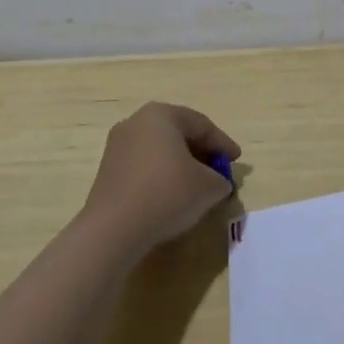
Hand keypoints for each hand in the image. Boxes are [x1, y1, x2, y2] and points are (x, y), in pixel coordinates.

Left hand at [82, 103, 239, 254]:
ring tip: (198, 185)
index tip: (236, 161)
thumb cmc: (167, 194)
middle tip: (219, 171)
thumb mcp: (209, 187)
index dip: (223, 144)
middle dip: (202, 153)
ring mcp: (118, 145)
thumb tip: (217, 183)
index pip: (202, 125)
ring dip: (182, 165)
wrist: (113, 229)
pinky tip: (173, 195)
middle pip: (179, 134)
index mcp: (162, 115)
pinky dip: (162, 175)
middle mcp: (136, 122)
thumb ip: (221, 179)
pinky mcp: (108, 170)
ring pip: (161, 150)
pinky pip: (144, 165)